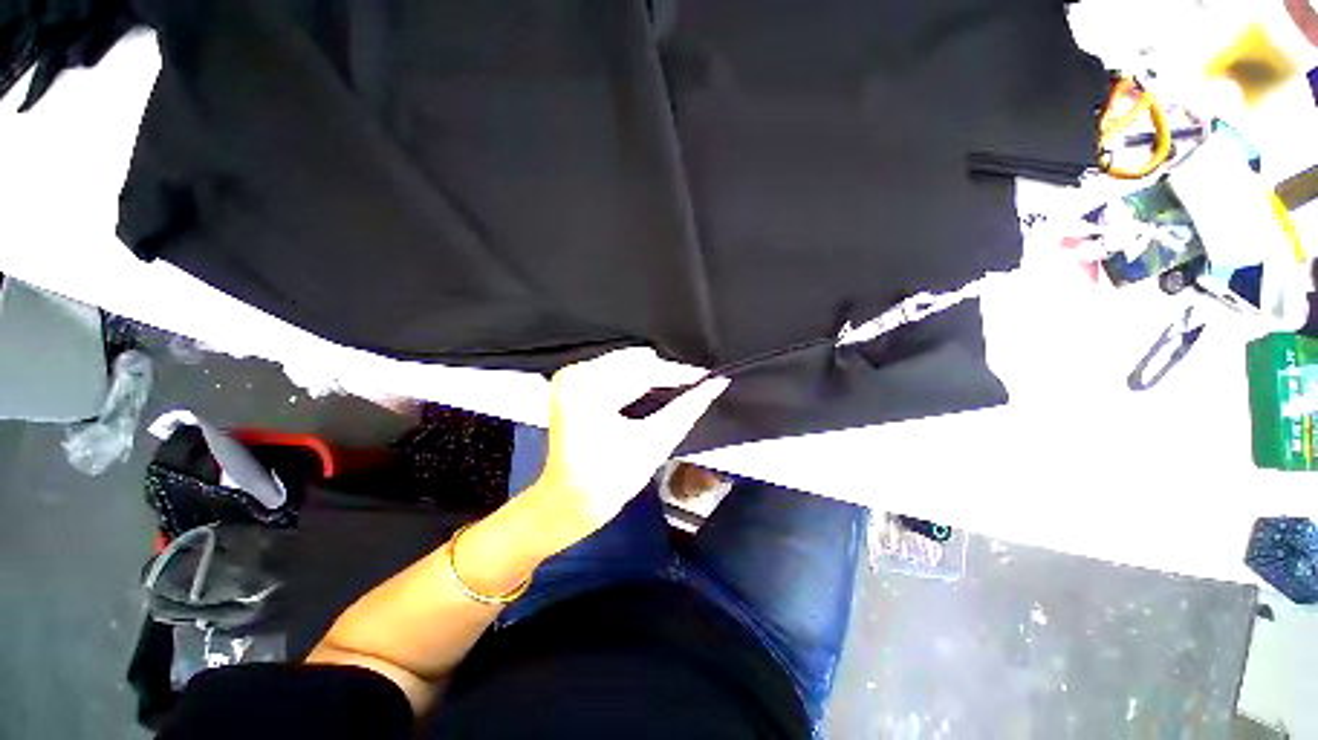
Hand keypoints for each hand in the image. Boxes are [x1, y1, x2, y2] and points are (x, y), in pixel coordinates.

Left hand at [525, 347, 728, 547]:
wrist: (568, 502)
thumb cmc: (610, 479)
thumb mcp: (653, 442)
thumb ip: (687, 409)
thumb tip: (716, 384)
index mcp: (589, 388)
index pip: (643, 369)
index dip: (679, 372)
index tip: (707, 376)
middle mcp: (575, 373)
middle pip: (633, 362)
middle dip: (665, 374)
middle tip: (694, 386)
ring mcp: (570, 377)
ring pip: (624, 364)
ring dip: (652, 377)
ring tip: (677, 389)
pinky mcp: (571, 385)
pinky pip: (612, 371)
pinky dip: (635, 381)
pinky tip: (651, 392)